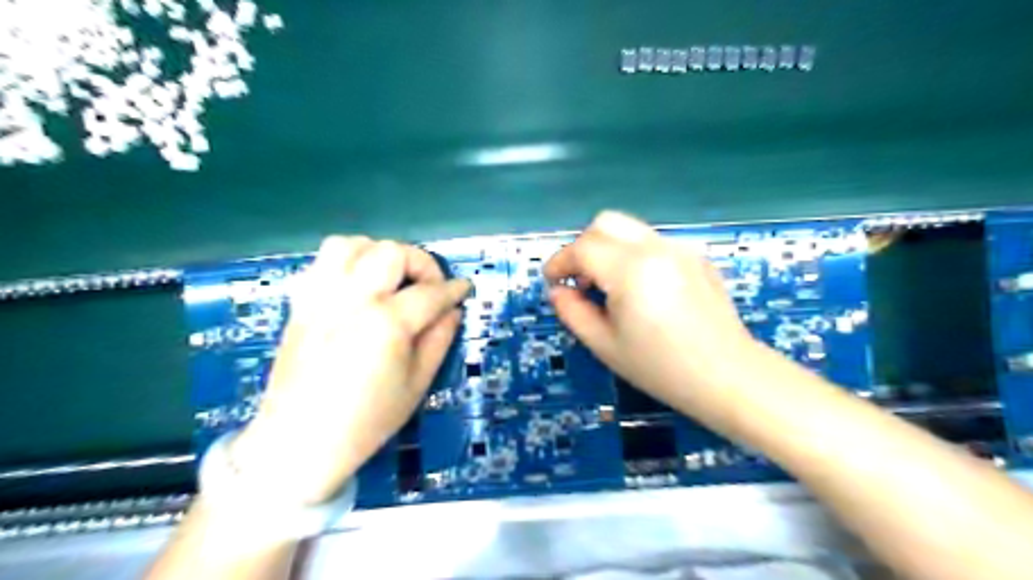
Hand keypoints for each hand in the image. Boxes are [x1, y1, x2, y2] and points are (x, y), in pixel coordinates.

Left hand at [228, 239, 467, 504]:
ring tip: (391, 278)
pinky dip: (347, 262)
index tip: (464, 289)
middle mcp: (351, 299)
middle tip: (429, 288)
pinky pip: (322, 261)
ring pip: (352, 245)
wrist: (299, 442)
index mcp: (385, 324)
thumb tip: (452, 310)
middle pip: (392, 253)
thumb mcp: (417, 384)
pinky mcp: (301, 303)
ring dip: (380, 254)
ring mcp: (321, 297)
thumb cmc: (367, 420)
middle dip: (420, 263)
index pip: (430, 293)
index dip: (454, 289)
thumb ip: (439, 339)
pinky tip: (359, 285)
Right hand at [543, 210, 761, 414]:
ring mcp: (680, 248)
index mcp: (631, 270)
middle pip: (606, 223)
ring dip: (608, 249)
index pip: (583, 248)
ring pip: (630, 230)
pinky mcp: (695, 256)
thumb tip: (558, 292)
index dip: (560, 262)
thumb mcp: (605, 345)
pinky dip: (633, 255)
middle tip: (580, 279)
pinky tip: (641, 290)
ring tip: (609, 287)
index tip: (552, 282)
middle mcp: (656, 248)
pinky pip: (653, 243)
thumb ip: (572, 313)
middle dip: (583, 246)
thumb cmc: (661, 368)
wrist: (727, 376)